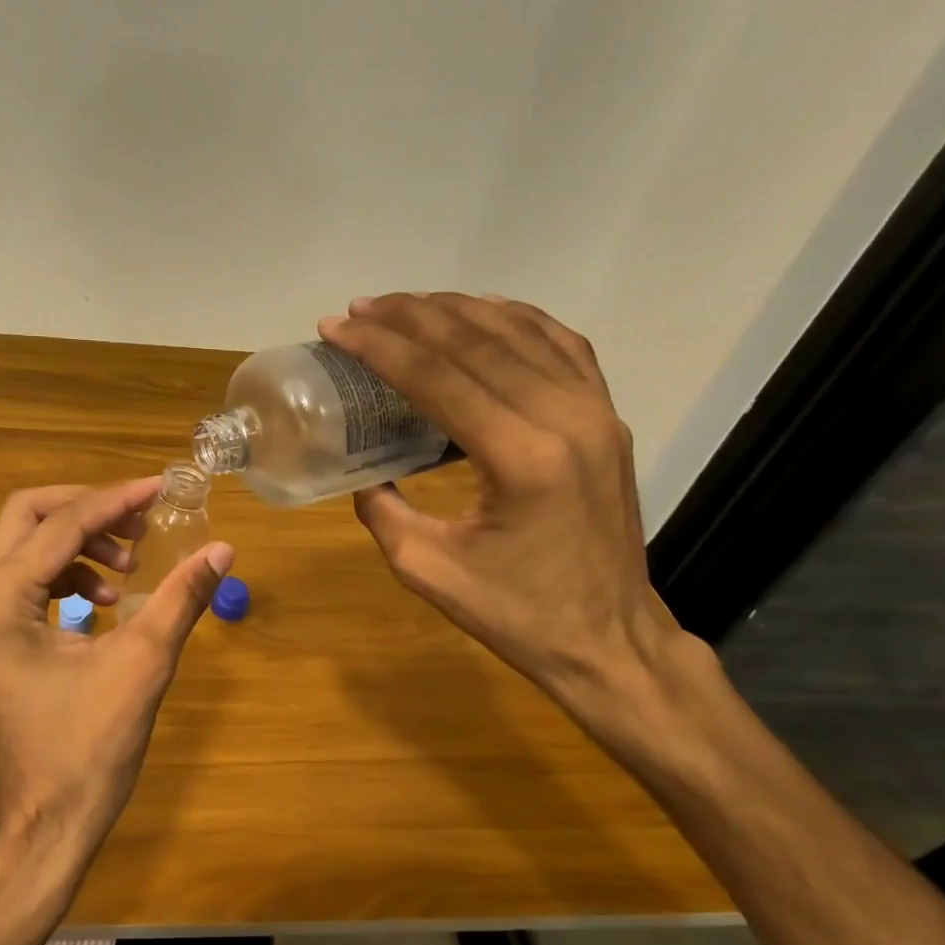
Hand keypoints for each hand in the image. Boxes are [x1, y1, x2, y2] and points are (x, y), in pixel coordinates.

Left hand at [0, 478, 233, 881]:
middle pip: (27, 517)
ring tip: (131, 569)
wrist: (40, 828)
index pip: (62, 524)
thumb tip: (222, 549)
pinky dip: (70, 575)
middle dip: (87, 510)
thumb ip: (180, 599)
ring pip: (26, 547)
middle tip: (140, 523)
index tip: (162, 486)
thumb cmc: (84, 753)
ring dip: (80, 543)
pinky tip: (110, 602)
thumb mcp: (140, 667)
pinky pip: (29, 582)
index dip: (116, 499)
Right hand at [318, 293, 687, 724]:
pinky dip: (515, 319)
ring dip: (455, 309)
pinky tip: (480, 312)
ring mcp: (596, 411)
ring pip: (519, 331)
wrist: (609, 639)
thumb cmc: (517, 614)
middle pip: (476, 341)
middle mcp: (566, 418)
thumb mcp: (426, 569)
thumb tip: (363, 471)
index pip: (437, 376)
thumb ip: (382, 510)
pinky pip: (561, 345)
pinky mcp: (608, 417)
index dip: (379, 346)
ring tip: (404, 305)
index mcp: (520, 458)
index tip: (336, 328)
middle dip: (409, 317)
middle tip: (359, 309)